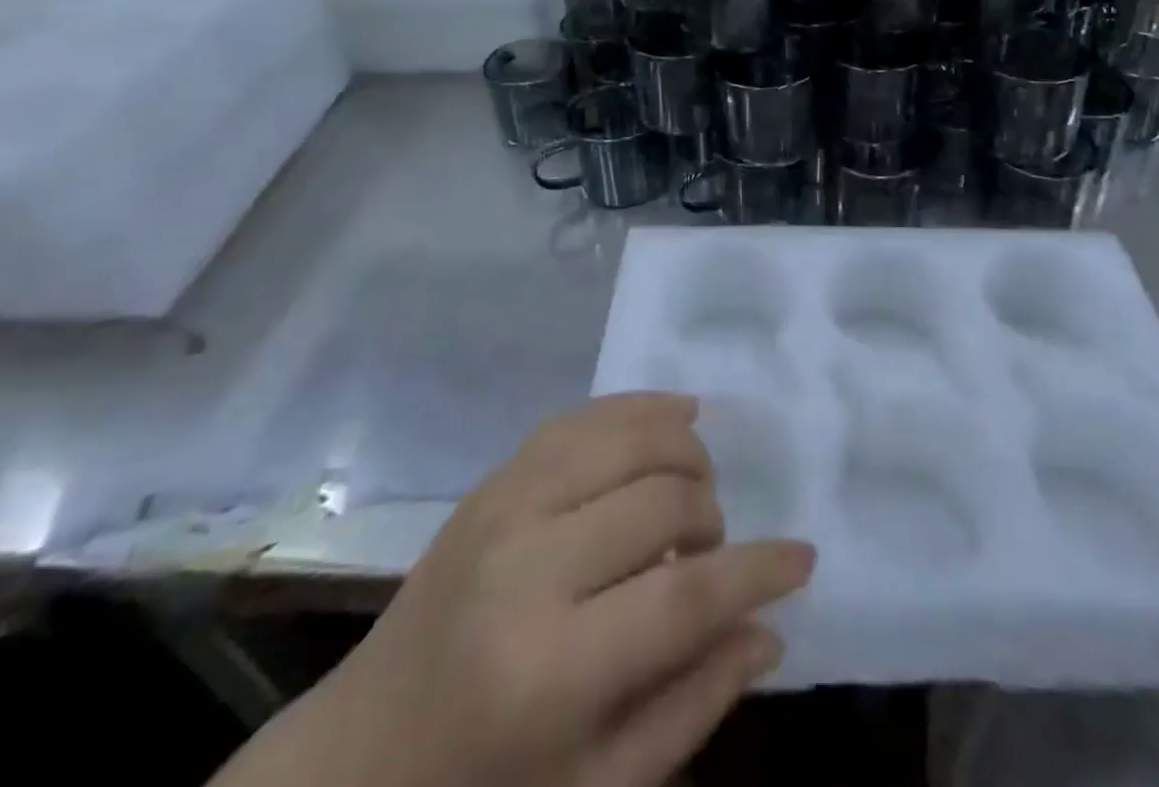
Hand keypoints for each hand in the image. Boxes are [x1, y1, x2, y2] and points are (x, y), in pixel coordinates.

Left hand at [216, 393, 814, 786]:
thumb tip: (767, 630)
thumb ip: (689, 706)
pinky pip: (581, 417)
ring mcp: (504, 508)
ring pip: (628, 437)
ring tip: (696, 491)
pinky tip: (676, 414)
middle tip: (715, 551)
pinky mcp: (493, 480)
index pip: (686, 594)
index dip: (757, 570)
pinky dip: (639, 407)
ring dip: (685, 453)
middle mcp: (527, 566)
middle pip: (663, 498)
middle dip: (714, 518)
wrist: (355, 762)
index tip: (803, 558)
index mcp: (551, 670)